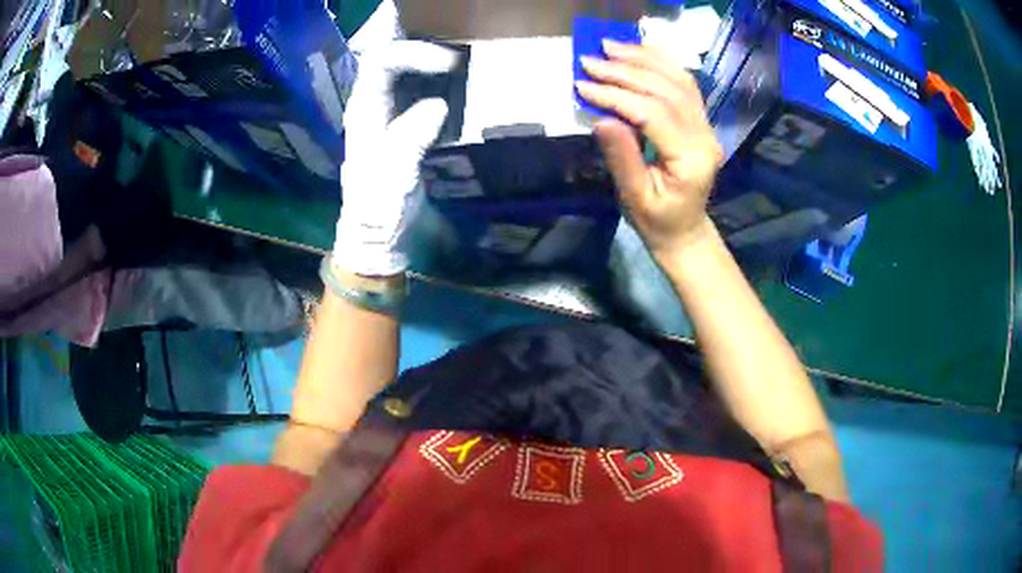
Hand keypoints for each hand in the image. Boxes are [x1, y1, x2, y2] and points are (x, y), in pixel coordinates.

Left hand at [334, 3, 457, 276]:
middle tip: (441, 16)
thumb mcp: (392, 179)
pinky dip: (431, 71)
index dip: (414, 52)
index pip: (382, 62)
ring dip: (421, 47)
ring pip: (399, 66)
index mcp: (364, 110)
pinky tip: (453, 70)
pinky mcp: (402, 123)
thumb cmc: (379, 211)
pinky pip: (415, 85)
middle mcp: (373, 102)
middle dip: (406, 31)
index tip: (451, 62)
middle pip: (385, 53)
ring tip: (452, 35)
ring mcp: (387, 112)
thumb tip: (438, 105)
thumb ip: (409, 140)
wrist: (378, 236)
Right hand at [576, 41, 722, 259]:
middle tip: (590, 61)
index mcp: (691, 158)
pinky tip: (641, 50)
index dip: (616, 96)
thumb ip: (621, 158)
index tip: (583, 85)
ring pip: (678, 80)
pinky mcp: (701, 120)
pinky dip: (663, 62)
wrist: (684, 230)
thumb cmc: (656, 220)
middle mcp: (705, 135)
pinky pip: (685, 83)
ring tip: (610, 47)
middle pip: (665, 91)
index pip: (652, 114)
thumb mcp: (634, 197)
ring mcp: (706, 125)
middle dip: (625, 72)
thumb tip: (601, 118)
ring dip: (643, 59)